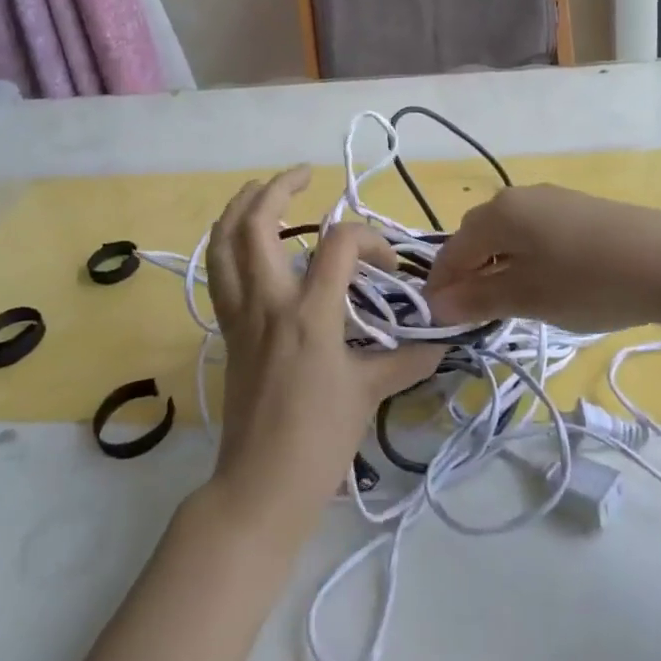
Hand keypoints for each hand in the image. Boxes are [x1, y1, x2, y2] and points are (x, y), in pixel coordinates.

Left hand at [203, 167, 439, 539]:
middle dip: (278, 188)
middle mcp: (267, 303)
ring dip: (239, 207)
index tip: (388, 267)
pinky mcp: (228, 330)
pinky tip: (245, 239)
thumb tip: (442, 340)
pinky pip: (219, 272)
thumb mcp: (369, 394)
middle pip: (256, 224)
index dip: (369, 240)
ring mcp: (240, 315)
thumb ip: (407, 359)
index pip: (338, 244)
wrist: (261, 486)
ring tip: (261, 188)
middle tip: (304, 175)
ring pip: (222, 243)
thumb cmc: (319, 440)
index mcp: (309, 314)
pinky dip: (227, 243)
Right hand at [424, 185, 660, 333]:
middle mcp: (519, 196)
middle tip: (474, 314)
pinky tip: (548, 281)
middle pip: (477, 236)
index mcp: (499, 213)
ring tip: (512, 301)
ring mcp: (553, 198)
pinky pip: (536, 231)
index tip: (438, 322)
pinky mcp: (581, 208)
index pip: (452, 251)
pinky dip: (527, 256)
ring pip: (508, 233)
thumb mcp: (528, 297)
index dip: (440, 287)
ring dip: (498, 265)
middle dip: (468, 274)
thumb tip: (435, 305)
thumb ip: (477, 299)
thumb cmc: (590, 282)